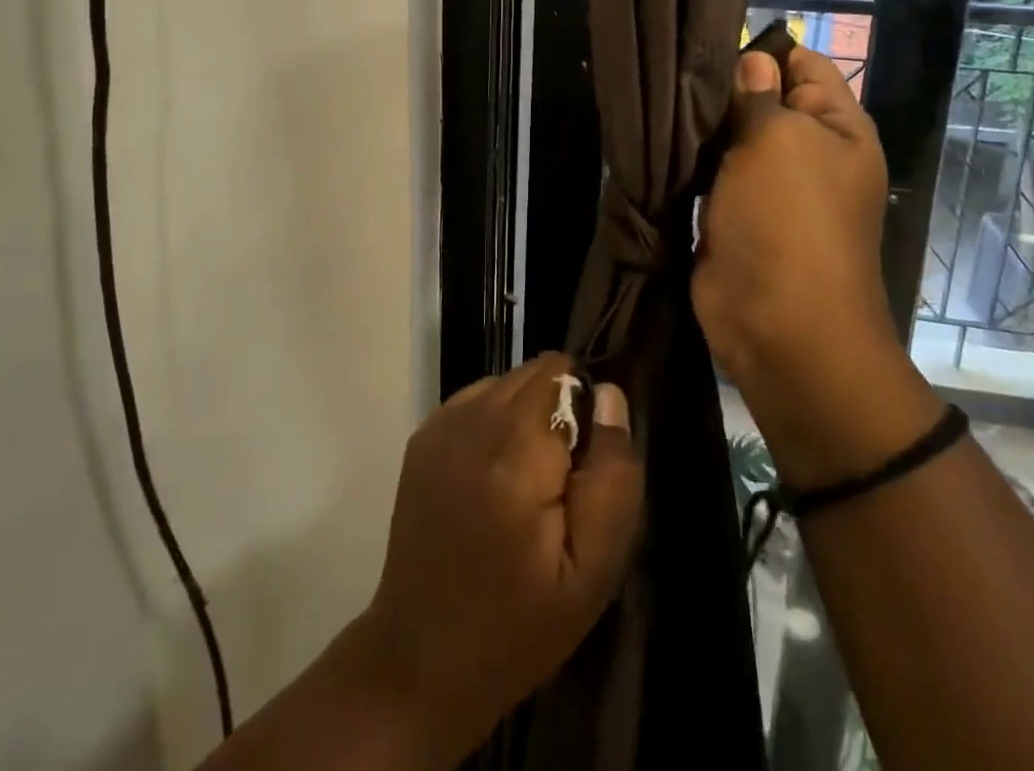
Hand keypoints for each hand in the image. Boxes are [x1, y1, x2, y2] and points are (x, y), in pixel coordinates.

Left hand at [358, 353, 642, 759]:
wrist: (421, 661)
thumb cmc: (518, 625)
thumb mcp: (593, 571)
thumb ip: (613, 475)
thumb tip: (610, 396)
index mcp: (514, 452)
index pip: (564, 374)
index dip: (585, 412)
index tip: (583, 468)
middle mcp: (471, 421)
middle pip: (534, 372)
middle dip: (558, 409)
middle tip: (558, 482)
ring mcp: (440, 425)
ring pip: (506, 382)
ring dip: (526, 413)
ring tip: (525, 482)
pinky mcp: (422, 437)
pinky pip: (477, 399)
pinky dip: (495, 421)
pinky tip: (492, 477)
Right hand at [693, 46, 941, 488]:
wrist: (779, 328)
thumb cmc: (789, 222)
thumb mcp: (777, 141)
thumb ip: (758, 95)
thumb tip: (753, 60)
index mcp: (836, 127)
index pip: (803, 63)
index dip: (762, 52)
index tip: (709, 46)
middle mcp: (806, 151)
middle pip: (762, 99)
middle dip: (722, 88)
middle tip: (672, 76)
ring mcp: (768, 186)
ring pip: (730, 136)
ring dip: (700, 127)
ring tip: (658, 105)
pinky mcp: (733, 214)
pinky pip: (710, 173)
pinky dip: (689, 161)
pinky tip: (657, 142)